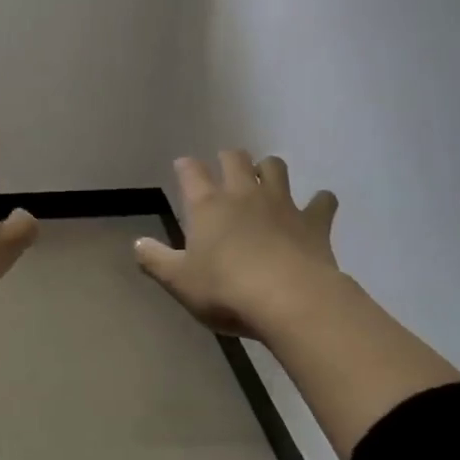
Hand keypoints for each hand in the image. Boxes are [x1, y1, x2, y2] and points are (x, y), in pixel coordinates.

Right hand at [136, 150, 459, 455]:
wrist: (289, 300)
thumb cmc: (226, 290)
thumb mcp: (179, 281)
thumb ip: (155, 260)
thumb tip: (137, 243)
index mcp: (208, 205)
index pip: (191, 172)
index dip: (186, 166)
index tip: (183, 166)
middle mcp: (244, 194)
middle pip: (236, 159)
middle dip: (229, 158)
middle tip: (227, 167)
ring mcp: (281, 204)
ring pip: (276, 168)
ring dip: (270, 169)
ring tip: (267, 179)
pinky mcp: (314, 222)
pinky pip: (322, 202)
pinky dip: (320, 202)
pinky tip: (319, 207)